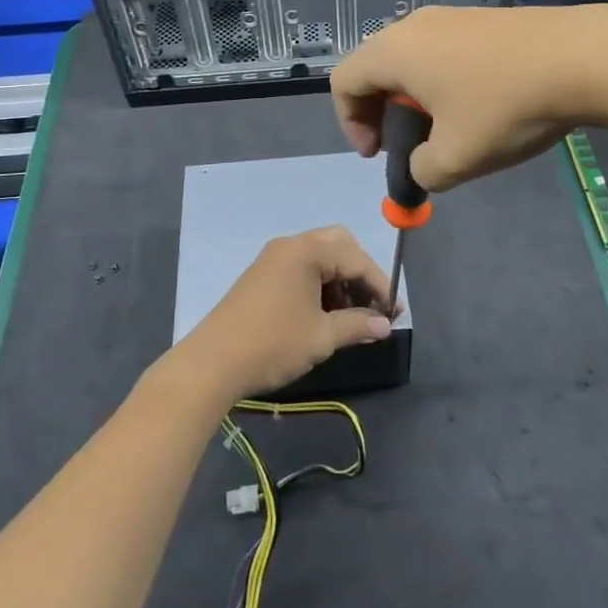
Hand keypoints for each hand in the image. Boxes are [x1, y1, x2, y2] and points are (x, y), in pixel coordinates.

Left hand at [175, 227, 394, 401]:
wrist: (212, 362)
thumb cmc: (273, 344)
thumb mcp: (322, 336)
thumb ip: (357, 325)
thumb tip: (385, 324)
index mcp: (306, 251)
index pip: (356, 259)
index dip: (380, 285)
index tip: (395, 314)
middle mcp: (290, 245)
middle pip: (339, 245)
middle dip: (360, 274)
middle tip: (372, 306)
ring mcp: (273, 258)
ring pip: (320, 257)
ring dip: (340, 281)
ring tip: (350, 318)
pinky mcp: (262, 275)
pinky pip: (301, 269)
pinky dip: (320, 285)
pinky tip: (324, 315)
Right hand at [332, 4, 607, 191]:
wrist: (582, 57)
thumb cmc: (505, 107)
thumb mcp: (456, 158)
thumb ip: (422, 172)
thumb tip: (422, 166)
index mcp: (393, 52)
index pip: (344, 82)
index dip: (350, 123)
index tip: (378, 154)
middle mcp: (413, 25)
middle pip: (374, 67)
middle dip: (380, 112)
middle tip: (405, 145)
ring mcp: (450, 16)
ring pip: (410, 59)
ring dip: (413, 98)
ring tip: (445, 129)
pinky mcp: (481, 18)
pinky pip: (441, 51)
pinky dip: (441, 81)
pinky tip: (478, 106)